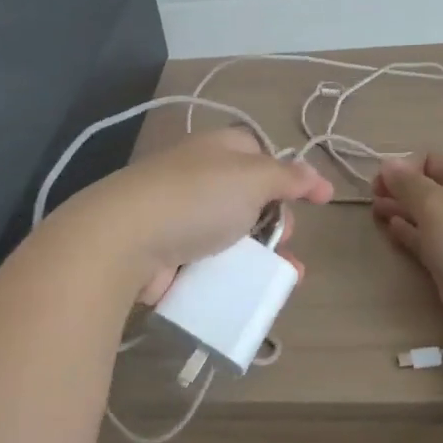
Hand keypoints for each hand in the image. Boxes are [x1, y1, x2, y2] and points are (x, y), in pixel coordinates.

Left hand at [71, 128, 333, 302]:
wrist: (126, 239)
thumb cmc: (197, 198)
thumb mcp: (254, 177)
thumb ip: (289, 176)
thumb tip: (316, 176)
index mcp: (218, 149)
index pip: (260, 152)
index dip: (289, 175)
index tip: (315, 200)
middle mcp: (199, 177)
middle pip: (251, 198)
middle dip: (277, 222)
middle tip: (285, 240)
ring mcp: (181, 216)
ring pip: (233, 235)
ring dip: (262, 256)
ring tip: (285, 278)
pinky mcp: (168, 253)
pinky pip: (211, 263)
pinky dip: (232, 276)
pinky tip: (251, 292)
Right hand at [371, 152, 442, 347]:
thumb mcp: (435, 204)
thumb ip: (407, 184)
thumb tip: (387, 163)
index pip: (430, 159)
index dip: (402, 167)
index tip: (379, 184)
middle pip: (427, 186)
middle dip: (398, 188)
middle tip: (372, 198)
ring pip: (425, 213)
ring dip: (401, 209)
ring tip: (376, 212)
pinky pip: (427, 238)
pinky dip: (409, 232)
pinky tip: (392, 229)